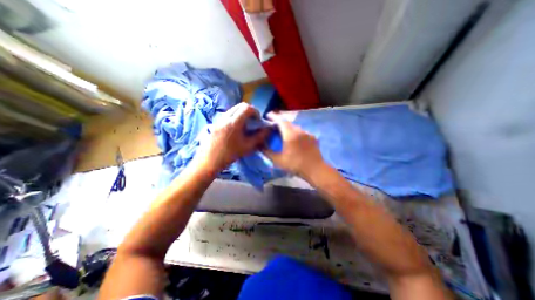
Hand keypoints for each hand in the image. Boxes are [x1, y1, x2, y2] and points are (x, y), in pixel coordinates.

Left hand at [194, 103, 267, 173]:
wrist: (209, 161)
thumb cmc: (230, 155)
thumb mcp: (248, 147)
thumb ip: (260, 136)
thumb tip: (268, 129)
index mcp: (234, 122)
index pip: (247, 108)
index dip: (255, 112)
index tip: (258, 121)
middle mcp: (225, 117)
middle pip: (240, 106)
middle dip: (249, 111)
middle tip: (253, 121)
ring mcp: (219, 119)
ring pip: (233, 110)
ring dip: (242, 114)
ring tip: (245, 126)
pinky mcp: (215, 123)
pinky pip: (227, 115)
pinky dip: (235, 117)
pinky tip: (236, 129)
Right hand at [262, 113, 323, 177]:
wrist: (315, 170)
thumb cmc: (295, 165)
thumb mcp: (278, 160)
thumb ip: (267, 152)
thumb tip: (259, 145)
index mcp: (290, 134)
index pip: (280, 121)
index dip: (273, 117)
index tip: (268, 115)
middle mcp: (299, 131)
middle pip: (288, 123)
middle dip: (280, 122)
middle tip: (274, 125)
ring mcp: (307, 133)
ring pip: (295, 127)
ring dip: (288, 127)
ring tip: (284, 132)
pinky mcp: (313, 137)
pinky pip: (302, 132)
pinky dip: (296, 132)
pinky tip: (295, 139)